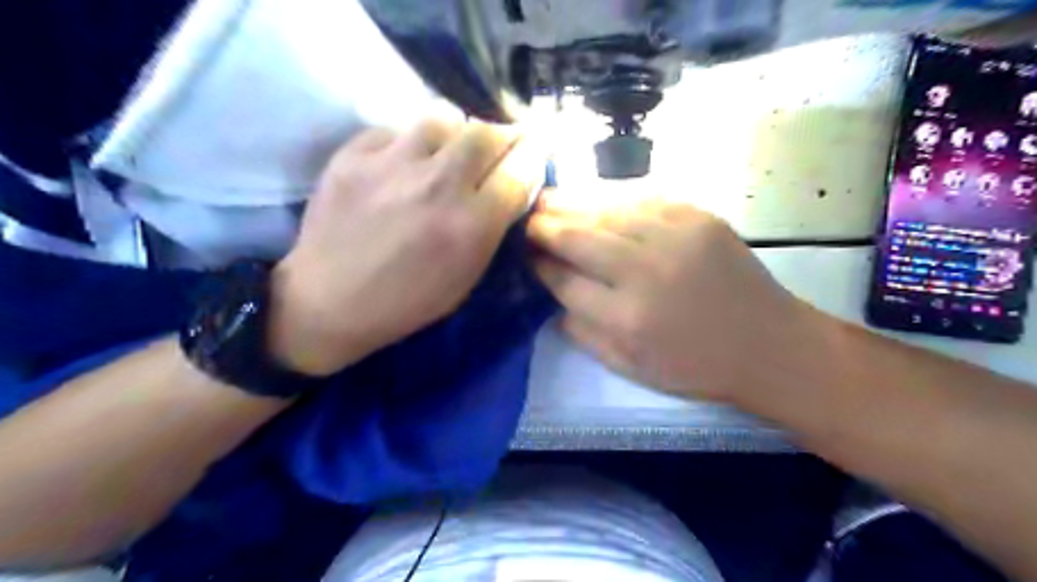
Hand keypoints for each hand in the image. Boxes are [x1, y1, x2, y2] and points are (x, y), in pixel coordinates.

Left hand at [271, 121, 538, 375]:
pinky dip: (407, 143)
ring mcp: (392, 164)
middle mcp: (438, 185)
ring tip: (446, 151)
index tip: (530, 152)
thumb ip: (492, 229)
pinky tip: (400, 165)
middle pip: (485, 133)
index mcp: (471, 225)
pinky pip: (395, 130)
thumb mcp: (466, 276)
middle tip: (496, 145)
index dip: (531, 156)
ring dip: (454, 134)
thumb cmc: (407, 301)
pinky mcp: (353, 155)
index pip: (519, 170)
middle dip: (500, 136)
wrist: (330, 301)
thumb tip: (508, 187)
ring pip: (442, 119)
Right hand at [527, 199, 828, 402]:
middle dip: (545, 227)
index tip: (525, 255)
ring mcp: (674, 237)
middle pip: (578, 238)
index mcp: (626, 317)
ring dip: (571, 204)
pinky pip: (642, 199)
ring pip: (606, 211)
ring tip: (547, 199)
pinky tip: (594, 199)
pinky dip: (611, 199)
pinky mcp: (698, 217)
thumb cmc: (696, 365)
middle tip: (526, 218)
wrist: (768, 343)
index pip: (564, 281)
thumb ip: (583, 334)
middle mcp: (645, 271)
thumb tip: (552, 298)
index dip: (540, 265)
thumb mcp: (631, 367)